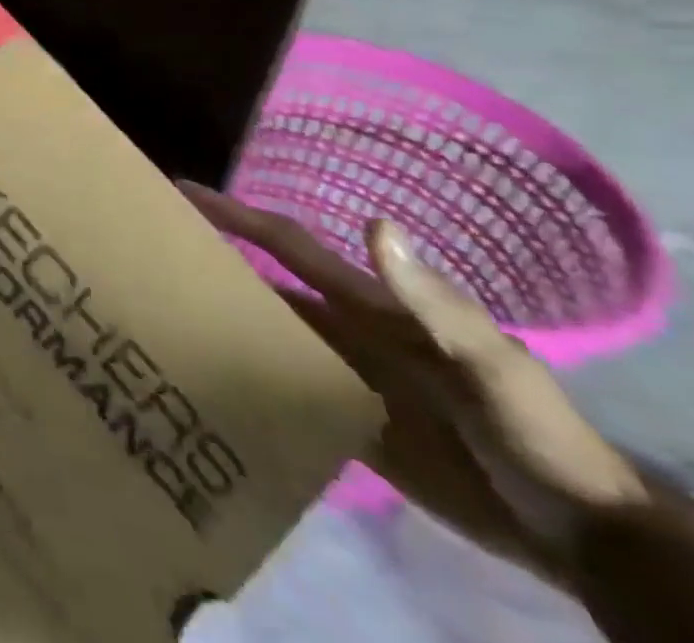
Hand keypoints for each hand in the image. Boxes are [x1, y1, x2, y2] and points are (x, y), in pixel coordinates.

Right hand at [180, 183, 647, 582]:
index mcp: (367, 307)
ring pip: (263, 335)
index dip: (238, 214)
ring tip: (157, 314)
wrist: (580, 538)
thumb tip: (374, 221)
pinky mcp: (343, 426)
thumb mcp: (491, 365)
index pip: (288, 246)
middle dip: (211, 261)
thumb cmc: (535, 435)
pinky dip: (240, 378)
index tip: (181, 190)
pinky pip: (279, 390)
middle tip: (147, 252)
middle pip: (263, 286)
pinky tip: (200, 379)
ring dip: (218, 320)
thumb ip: (434, 303)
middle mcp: (342, 332)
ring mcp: (341, 378)